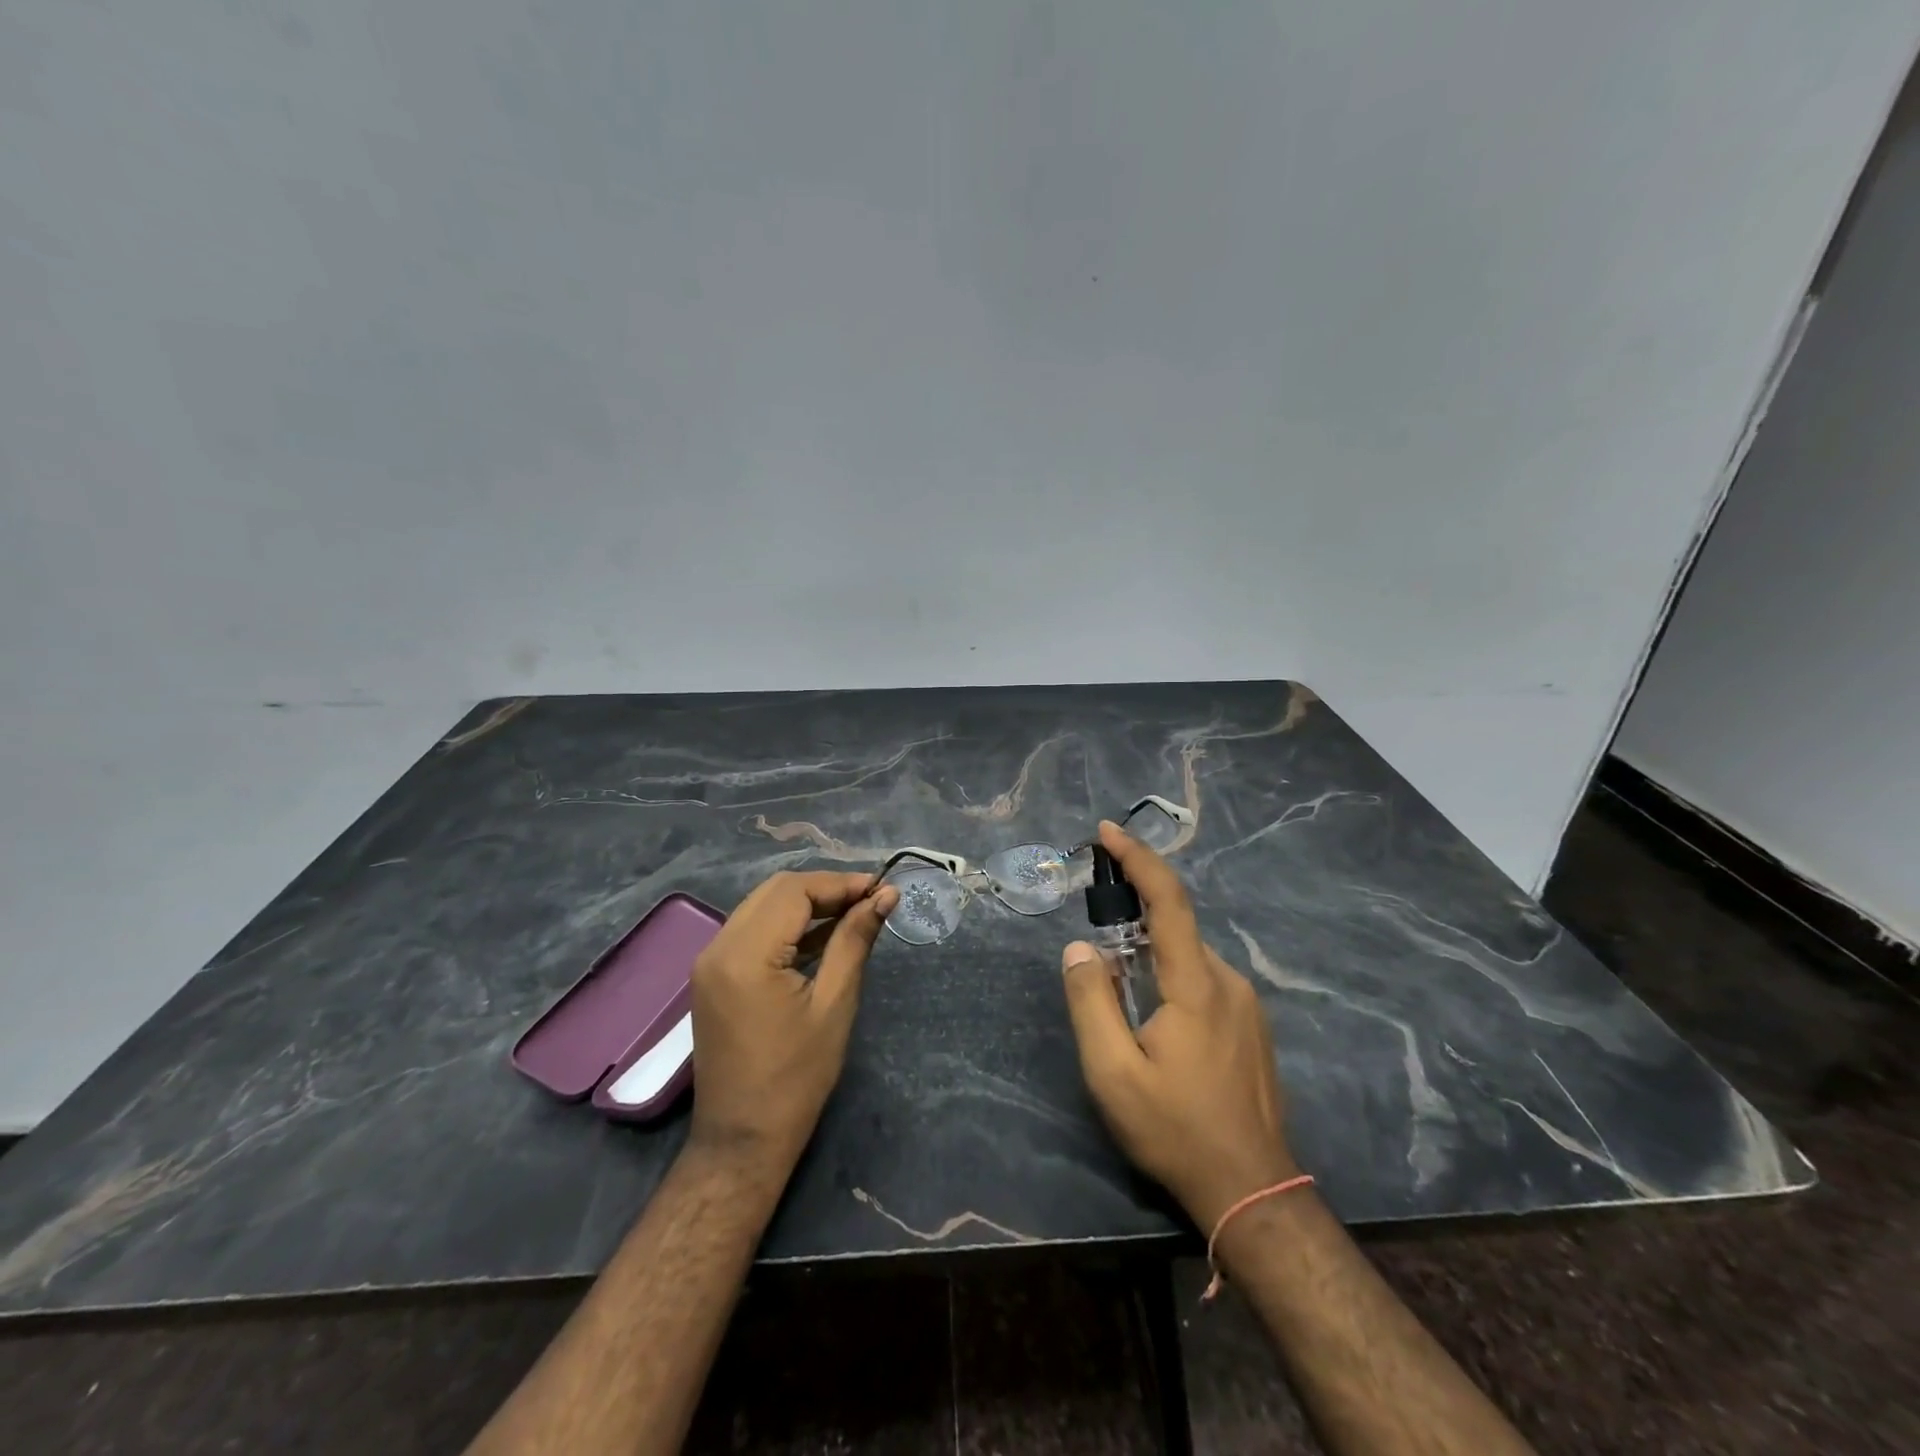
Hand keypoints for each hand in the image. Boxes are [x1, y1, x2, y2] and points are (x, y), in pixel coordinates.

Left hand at [689, 871, 897, 1170]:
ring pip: (762, 906)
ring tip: (854, 912)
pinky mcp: (714, 975)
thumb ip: (855, 940)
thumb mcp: (835, 1004)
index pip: (795, 891)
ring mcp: (711, 960)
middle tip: (870, 900)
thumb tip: (885, 896)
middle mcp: (719, 946)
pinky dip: (787, 924)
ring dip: (807, 903)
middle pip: (776, 891)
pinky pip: (753, 930)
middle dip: (825, 888)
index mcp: (746, 954)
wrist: (742, 1140)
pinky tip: (823, 935)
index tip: (882, 889)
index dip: (841, 883)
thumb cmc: (796, 1077)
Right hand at [1061, 821, 1298, 1230]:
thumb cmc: (1175, 1130)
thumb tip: (1079, 949)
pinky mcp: (1253, 1026)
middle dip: (1133, 922)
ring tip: (1124, 1004)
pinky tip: (1157, 1024)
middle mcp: (1228, 981)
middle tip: (1097, 953)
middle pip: (1176, 928)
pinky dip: (1173, 978)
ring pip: (1189, 957)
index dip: (1138, 858)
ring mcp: (1247, 1004)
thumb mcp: (1112, 1073)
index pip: (1168, 901)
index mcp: (1196, 985)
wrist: (1253, 1190)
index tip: (1107, 831)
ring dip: (1152, 958)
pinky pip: (1205, 981)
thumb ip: (1091, 1002)